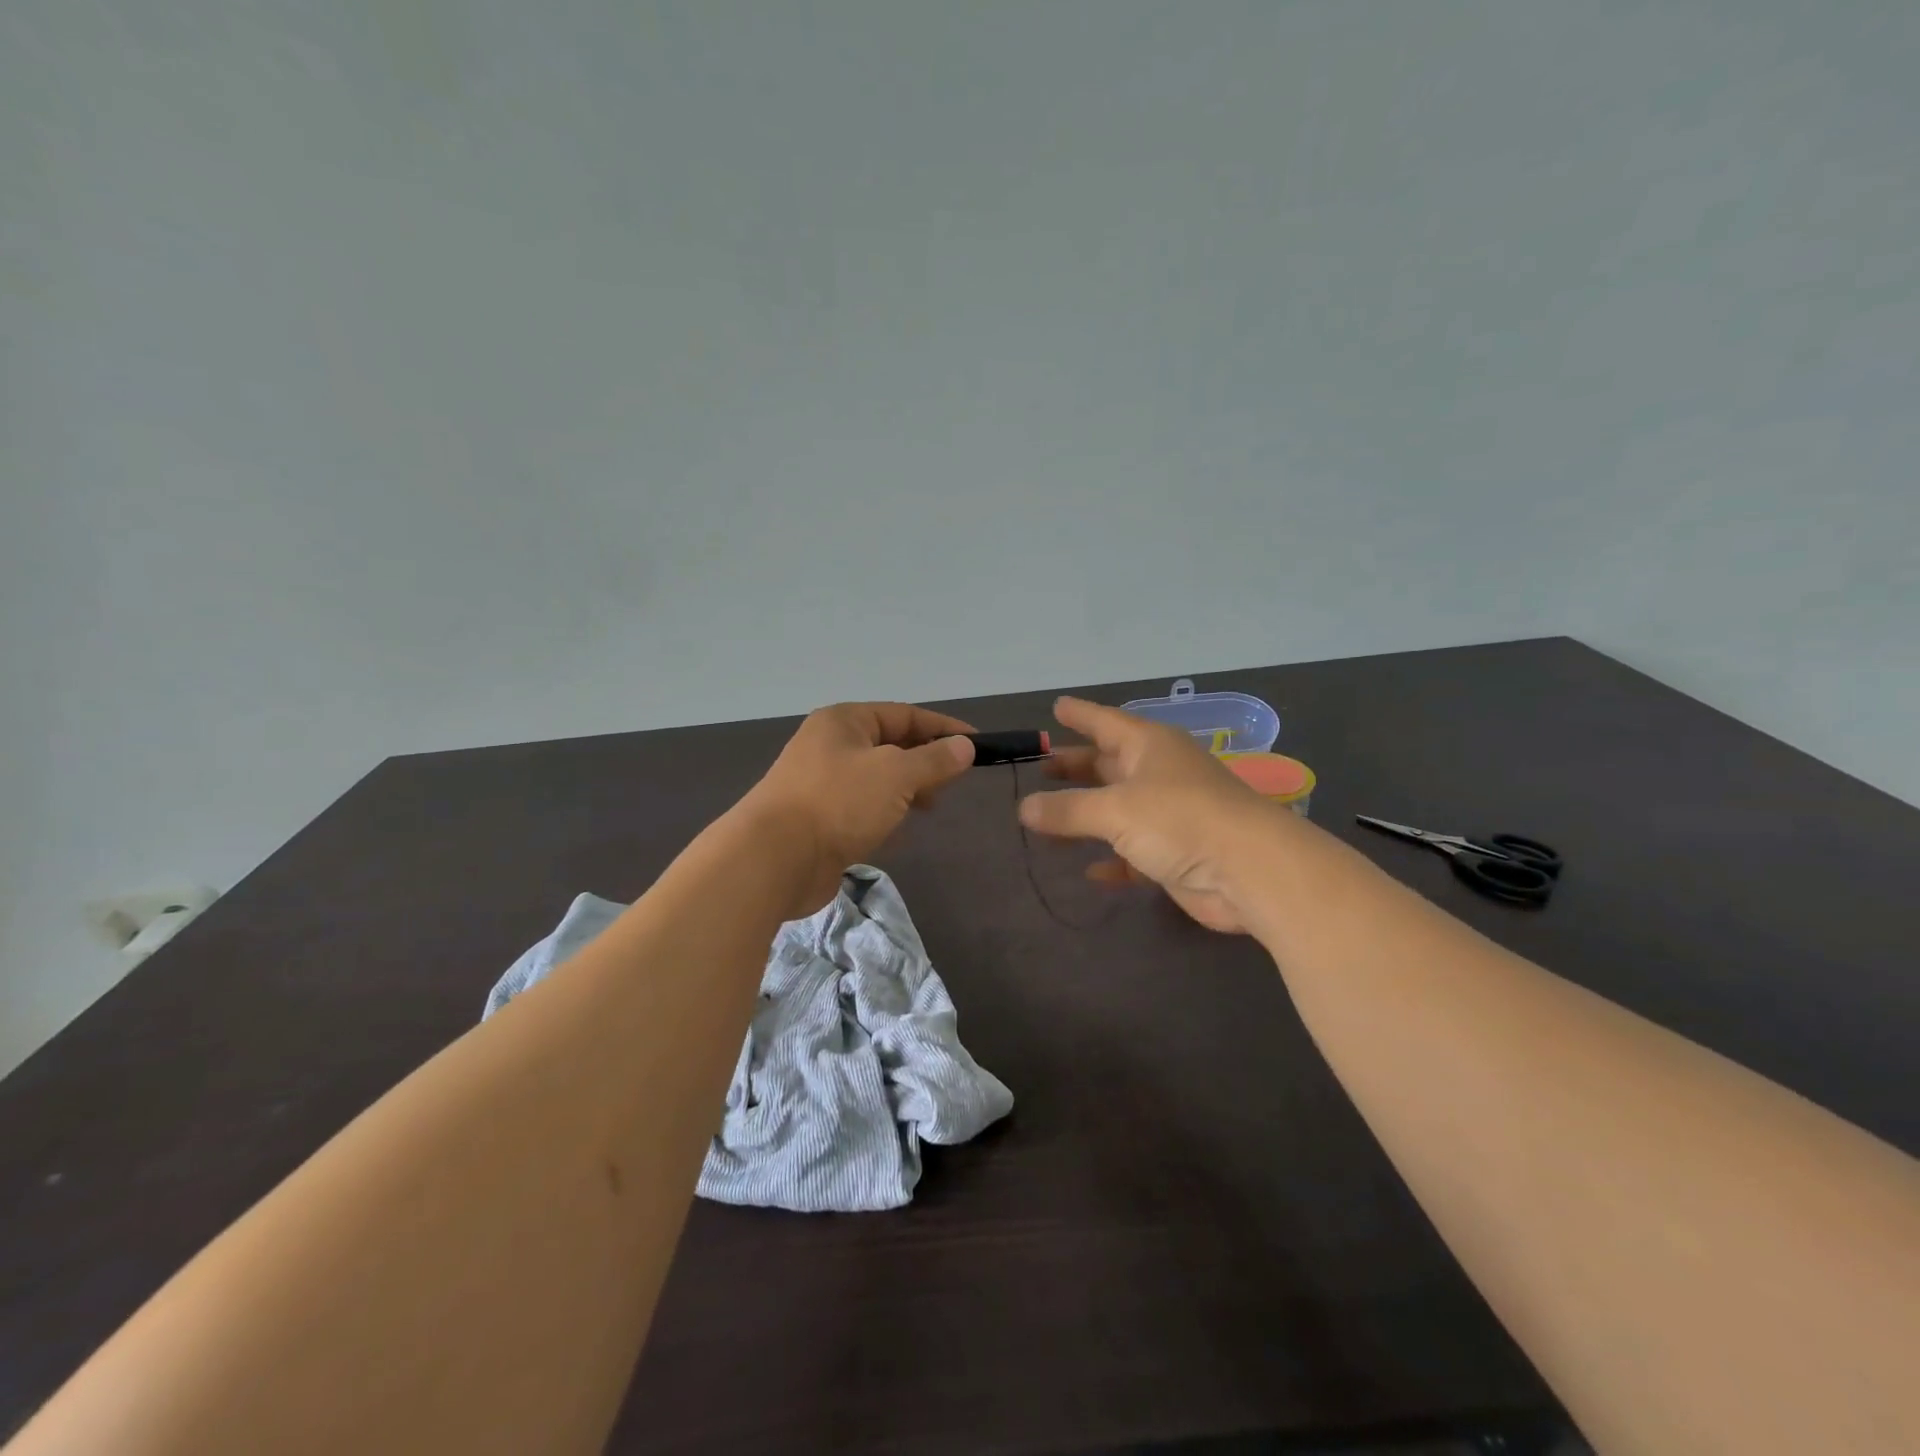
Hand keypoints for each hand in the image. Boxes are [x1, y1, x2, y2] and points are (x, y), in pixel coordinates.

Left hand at [744, 702, 976, 915]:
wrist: (775, 858)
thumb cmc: (839, 802)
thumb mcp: (897, 774)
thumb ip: (934, 760)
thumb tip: (965, 746)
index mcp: (845, 721)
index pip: (904, 715)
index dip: (943, 728)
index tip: (977, 744)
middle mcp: (831, 745)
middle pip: (891, 746)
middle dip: (924, 763)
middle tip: (951, 784)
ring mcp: (821, 783)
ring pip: (878, 780)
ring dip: (905, 792)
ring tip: (928, 808)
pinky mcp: (819, 819)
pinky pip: (862, 809)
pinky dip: (883, 816)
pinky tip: (895, 833)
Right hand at [1018, 697, 1272, 932]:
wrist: (1251, 871)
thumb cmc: (1180, 820)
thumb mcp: (1115, 810)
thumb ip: (1067, 810)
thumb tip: (1024, 807)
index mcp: (1149, 747)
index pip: (1105, 722)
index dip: (1080, 715)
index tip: (1056, 707)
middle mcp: (1159, 774)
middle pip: (1109, 764)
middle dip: (1076, 766)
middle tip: (1041, 766)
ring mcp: (1170, 815)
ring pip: (1117, 809)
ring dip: (1085, 813)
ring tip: (1046, 818)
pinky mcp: (1176, 854)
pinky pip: (1132, 852)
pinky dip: (1111, 859)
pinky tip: (1089, 871)